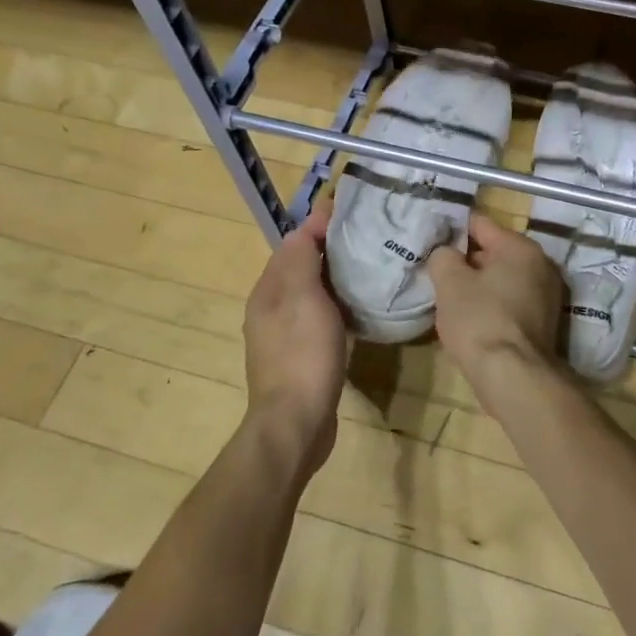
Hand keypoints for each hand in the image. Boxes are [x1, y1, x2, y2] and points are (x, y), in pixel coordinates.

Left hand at [243, 204, 346, 474]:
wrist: (296, 423)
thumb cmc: (302, 354)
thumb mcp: (303, 297)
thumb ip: (302, 257)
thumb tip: (309, 222)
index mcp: (267, 291)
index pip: (292, 244)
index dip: (319, 226)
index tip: (353, 212)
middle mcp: (269, 309)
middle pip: (300, 268)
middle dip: (328, 251)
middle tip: (367, 239)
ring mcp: (283, 336)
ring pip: (310, 294)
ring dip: (333, 279)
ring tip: (367, 269)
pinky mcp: (299, 358)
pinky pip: (318, 319)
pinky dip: (336, 307)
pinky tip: (356, 310)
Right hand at [426, 213, 564, 380]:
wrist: (514, 377)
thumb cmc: (479, 320)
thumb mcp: (450, 282)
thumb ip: (443, 256)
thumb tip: (447, 252)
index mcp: (520, 247)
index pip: (480, 224)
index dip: (453, 230)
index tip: (432, 240)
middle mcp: (541, 264)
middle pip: (494, 251)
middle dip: (467, 260)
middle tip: (438, 271)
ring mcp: (547, 294)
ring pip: (503, 278)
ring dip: (480, 284)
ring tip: (451, 297)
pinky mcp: (545, 322)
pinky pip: (512, 301)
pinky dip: (494, 304)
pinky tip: (472, 318)